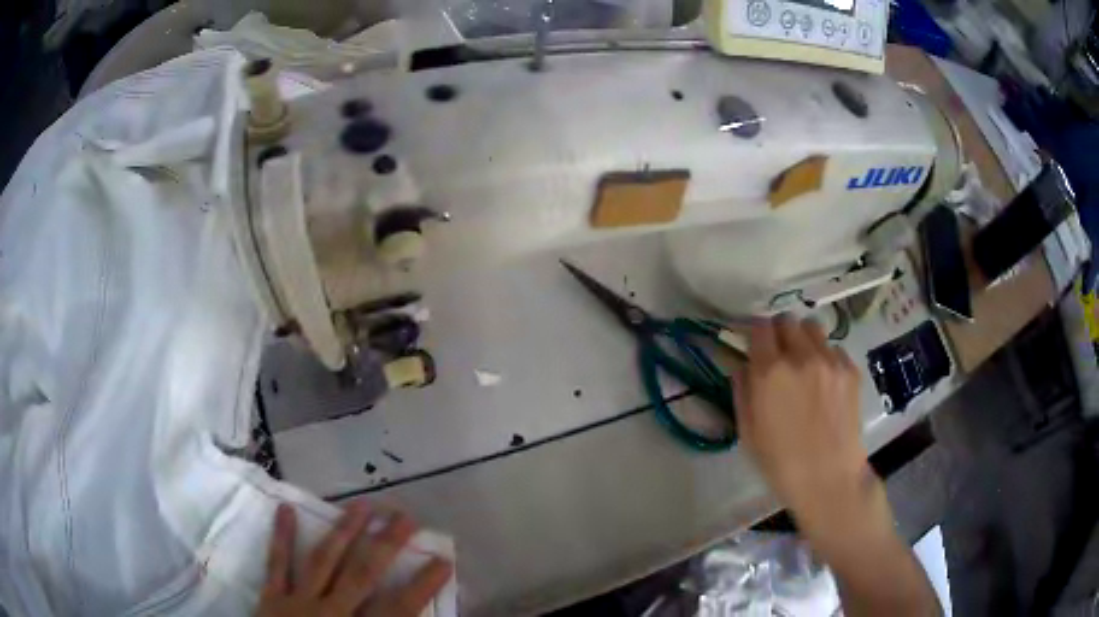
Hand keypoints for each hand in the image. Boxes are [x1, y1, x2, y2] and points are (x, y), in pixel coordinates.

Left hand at [256, 503, 452, 616]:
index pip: (398, 609)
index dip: (422, 585)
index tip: (443, 560)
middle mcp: (331, 613)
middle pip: (362, 575)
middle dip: (385, 546)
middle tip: (404, 517)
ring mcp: (298, 601)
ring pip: (323, 561)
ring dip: (343, 532)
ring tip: (361, 505)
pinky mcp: (272, 597)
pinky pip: (276, 564)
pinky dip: (281, 537)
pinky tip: (285, 509)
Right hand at [734, 318, 870, 536]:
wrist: (828, 478)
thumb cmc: (780, 463)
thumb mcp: (748, 431)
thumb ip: (742, 391)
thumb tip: (742, 366)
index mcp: (770, 371)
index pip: (759, 326)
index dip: (755, 332)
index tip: (755, 344)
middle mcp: (801, 356)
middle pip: (787, 320)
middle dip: (779, 332)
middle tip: (779, 354)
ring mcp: (830, 361)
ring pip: (812, 327)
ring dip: (803, 338)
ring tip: (804, 362)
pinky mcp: (850, 370)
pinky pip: (834, 349)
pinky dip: (826, 357)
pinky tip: (825, 382)